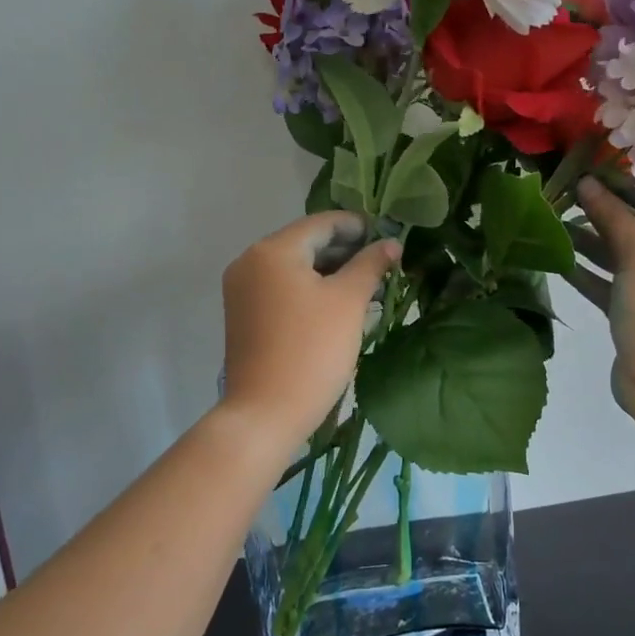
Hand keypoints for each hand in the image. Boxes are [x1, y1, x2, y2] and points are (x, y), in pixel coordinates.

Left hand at [221, 212, 400, 448]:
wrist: (266, 412)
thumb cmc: (312, 349)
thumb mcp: (348, 301)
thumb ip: (370, 264)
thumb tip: (391, 243)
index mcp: (272, 250)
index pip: (322, 223)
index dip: (358, 226)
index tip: (388, 236)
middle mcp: (250, 262)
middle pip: (306, 243)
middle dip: (346, 251)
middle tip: (383, 264)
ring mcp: (243, 290)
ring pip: (295, 267)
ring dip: (331, 272)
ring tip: (368, 285)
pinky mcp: (244, 314)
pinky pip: (283, 288)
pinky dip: (311, 289)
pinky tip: (340, 304)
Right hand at [567, 178, 634, 452]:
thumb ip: (613, 216)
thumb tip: (588, 183)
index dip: (630, 187)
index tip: (594, 175)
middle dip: (606, 213)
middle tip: (569, 196)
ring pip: (623, 258)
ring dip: (592, 241)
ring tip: (557, 223)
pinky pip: (612, 286)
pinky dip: (589, 273)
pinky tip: (560, 260)